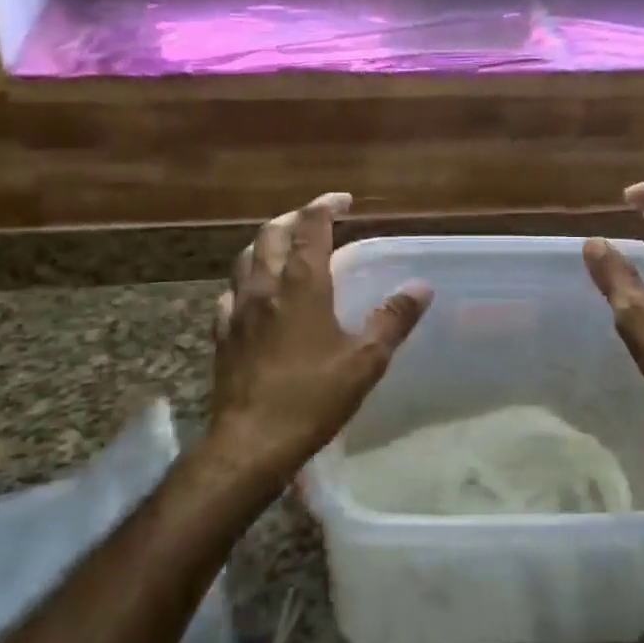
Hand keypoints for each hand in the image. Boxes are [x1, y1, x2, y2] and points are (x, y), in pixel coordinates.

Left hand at [204, 192, 431, 492]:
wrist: (251, 442)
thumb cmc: (313, 398)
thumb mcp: (366, 361)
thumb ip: (393, 319)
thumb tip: (421, 286)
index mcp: (302, 285)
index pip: (311, 227)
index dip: (326, 206)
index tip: (343, 200)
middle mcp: (265, 287)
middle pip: (271, 234)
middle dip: (294, 218)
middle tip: (315, 219)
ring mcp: (237, 309)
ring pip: (245, 258)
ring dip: (266, 243)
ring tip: (285, 248)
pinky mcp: (222, 334)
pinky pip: (231, 293)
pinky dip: (247, 281)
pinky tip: (255, 295)